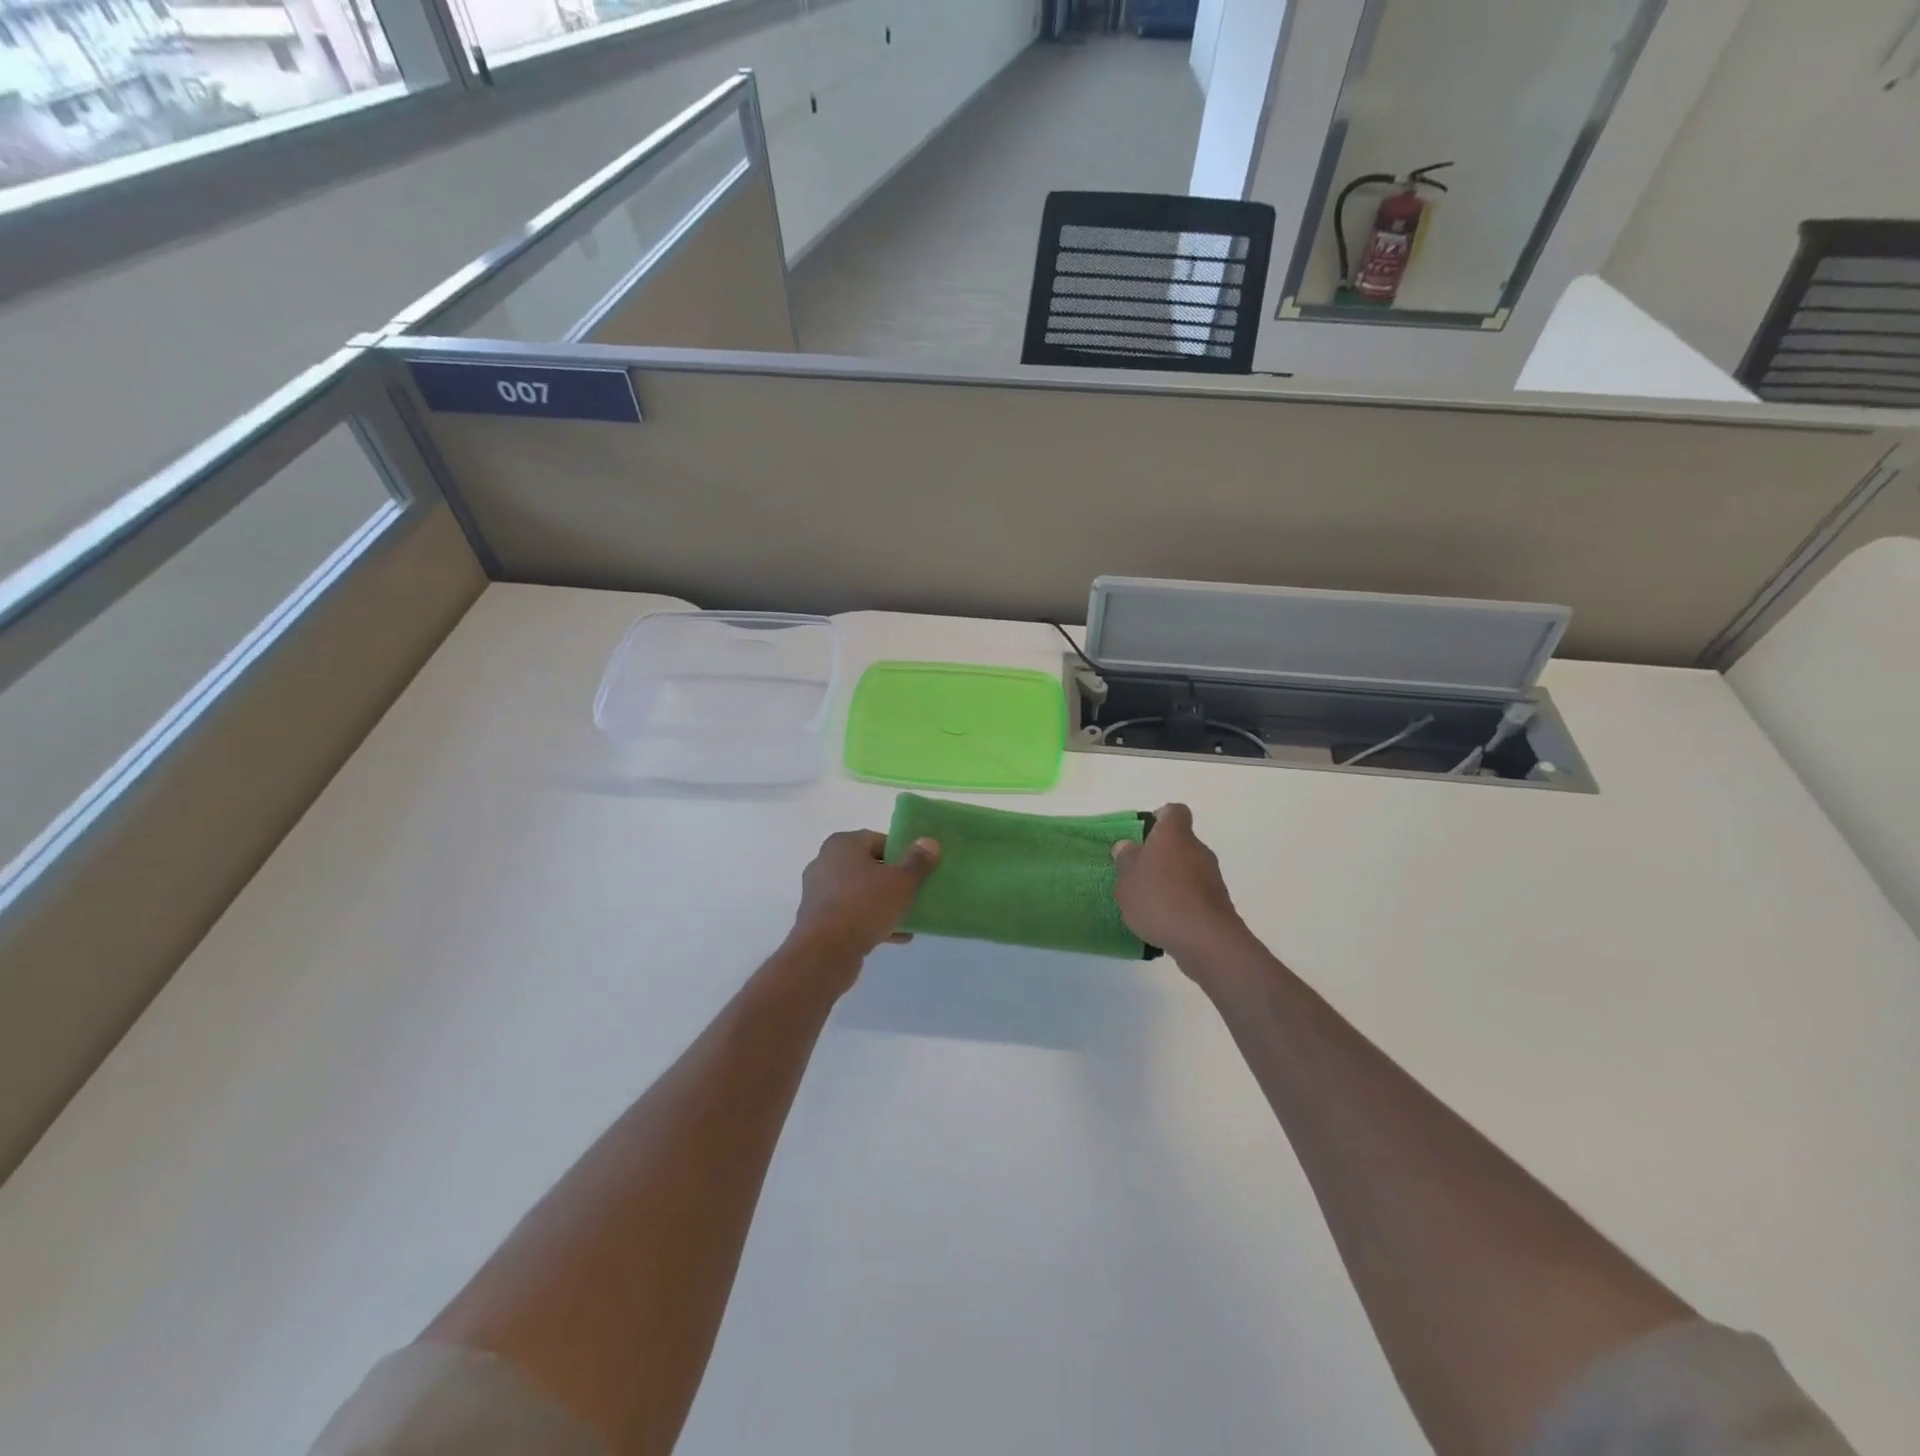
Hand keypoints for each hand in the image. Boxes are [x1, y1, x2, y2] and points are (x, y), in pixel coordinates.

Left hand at [790, 830, 940, 960]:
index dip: (900, 853)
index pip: (877, 840)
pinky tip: (896, 936)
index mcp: (842, 844)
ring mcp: (819, 893)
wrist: (825, 952)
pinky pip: (851, 915)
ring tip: (909, 917)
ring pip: (860, 893)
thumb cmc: (864, 905)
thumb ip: (917, 861)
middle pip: (868, 867)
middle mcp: (825, 863)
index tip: (917, 869)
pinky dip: (871, 922)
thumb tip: (929, 842)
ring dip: (883, 904)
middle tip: (914, 891)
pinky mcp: (818, 920)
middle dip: (892, 880)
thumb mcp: (901, 882)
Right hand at [1111, 803, 1248, 968]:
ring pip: (1188, 868)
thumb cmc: (1158, 899)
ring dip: (1172, 879)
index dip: (1159, 819)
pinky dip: (1183, 900)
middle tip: (1139, 874)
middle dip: (1161, 855)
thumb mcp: (1127, 880)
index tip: (1144, 835)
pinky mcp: (1219, 901)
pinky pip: (1196, 892)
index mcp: (1173, 835)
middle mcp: (1197, 849)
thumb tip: (1128, 846)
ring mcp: (1212, 875)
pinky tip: (1167, 919)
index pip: (1173, 812)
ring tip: (1150, 901)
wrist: (1205, 939)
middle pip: (1179, 842)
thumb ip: (1126, 860)